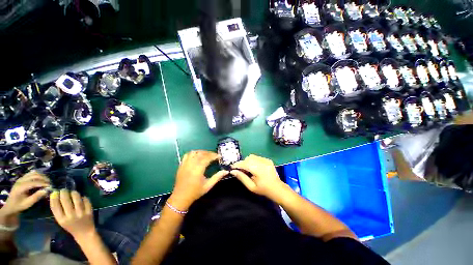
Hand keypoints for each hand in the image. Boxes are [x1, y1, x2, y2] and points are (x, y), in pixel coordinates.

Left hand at [0, 171, 50, 224]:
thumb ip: (36, 197)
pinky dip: (38, 175)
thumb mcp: (28, 203)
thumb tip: (46, 190)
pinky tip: (41, 179)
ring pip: (33, 173)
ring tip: (46, 181)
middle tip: (50, 183)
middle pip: (34, 175)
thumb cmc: (20, 205)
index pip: (34, 182)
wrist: (11, 205)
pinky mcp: (22, 178)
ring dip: (41, 176)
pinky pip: (31, 173)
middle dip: (43, 178)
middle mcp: (20, 180)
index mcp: (20, 187)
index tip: (50, 186)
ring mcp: (21, 178)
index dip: (43, 183)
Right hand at [50, 189, 95, 240]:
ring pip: (77, 199)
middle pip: (65, 200)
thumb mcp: (61, 220)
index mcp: (61, 220)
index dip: (54, 197)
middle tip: (63, 190)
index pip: (55, 206)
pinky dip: (84, 197)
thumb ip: (59, 210)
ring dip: (74, 193)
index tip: (55, 192)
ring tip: (72, 192)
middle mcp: (71, 216)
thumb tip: (55, 195)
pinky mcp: (89, 211)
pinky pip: (86, 201)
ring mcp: (81, 213)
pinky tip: (82, 197)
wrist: (84, 233)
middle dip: (64, 193)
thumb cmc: (71, 226)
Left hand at [169, 150, 227, 210]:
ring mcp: (185, 164)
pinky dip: (193, 154)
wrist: (180, 197)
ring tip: (206, 155)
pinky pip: (187, 155)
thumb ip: (217, 177)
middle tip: (214, 155)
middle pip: (201, 154)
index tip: (219, 156)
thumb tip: (226, 171)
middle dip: (209, 153)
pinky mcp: (181, 165)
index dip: (214, 156)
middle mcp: (191, 165)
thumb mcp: (208, 186)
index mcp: (198, 170)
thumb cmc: (195, 192)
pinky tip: (197, 156)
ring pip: (194, 152)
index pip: (207, 158)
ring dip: (201, 152)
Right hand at [230, 154, 286, 200]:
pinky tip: (254, 167)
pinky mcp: (268, 159)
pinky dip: (253, 161)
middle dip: (242, 163)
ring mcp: (266, 160)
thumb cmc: (263, 190)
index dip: (237, 165)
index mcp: (258, 170)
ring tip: (248, 169)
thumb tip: (233, 171)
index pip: (245, 164)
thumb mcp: (251, 187)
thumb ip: (242, 177)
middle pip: (248, 158)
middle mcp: (262, 162)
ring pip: (252, 156)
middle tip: (241, 170)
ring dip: (247, 161)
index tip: (232, 167)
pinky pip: (257, 157)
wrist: (278, 188)